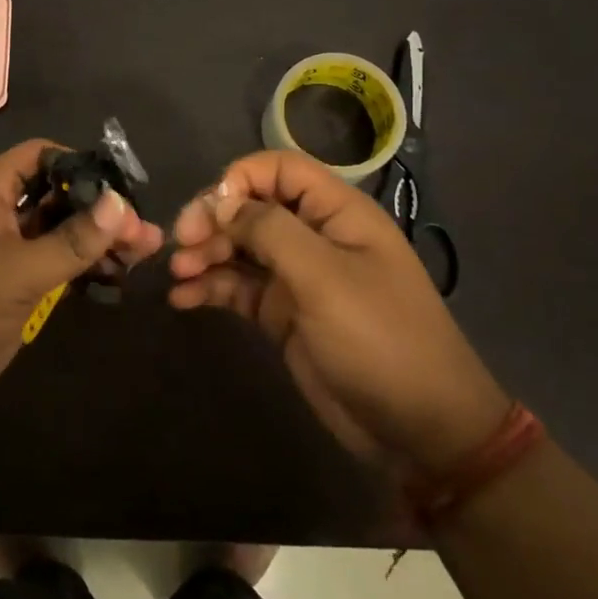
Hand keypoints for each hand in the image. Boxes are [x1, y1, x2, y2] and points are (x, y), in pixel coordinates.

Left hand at [0, 140, 164, 429]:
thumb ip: (71, 240)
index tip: (118, 186)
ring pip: (60, 236)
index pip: (37, 157)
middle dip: (99, 210)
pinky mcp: (13, 292)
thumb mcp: (17, 270)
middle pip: (56, 198)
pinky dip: (84, 270)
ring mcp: (6, 257)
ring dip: (98, 242)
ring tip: (145, 254)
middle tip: (145, 231)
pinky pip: (55, 269)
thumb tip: (120, 205)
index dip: (77, 163)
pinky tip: (117, 279)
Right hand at [170, 150, 509, 469]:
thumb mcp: (324, 277)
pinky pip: (238, 287)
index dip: (239, 180)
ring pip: (239, 248)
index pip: (278, 169)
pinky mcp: (282, 313)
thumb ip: (269, 230)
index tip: (208, 211)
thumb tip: (219, 203)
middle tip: (181, 246)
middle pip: (251, 208)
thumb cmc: (379, 339)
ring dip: (205, 254)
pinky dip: (210, 288)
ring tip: (178, 275)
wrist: (419, 429)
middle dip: (213, 221)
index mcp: (337, 213)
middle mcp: (315, 236)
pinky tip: (183, 299)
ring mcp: (297, 276)